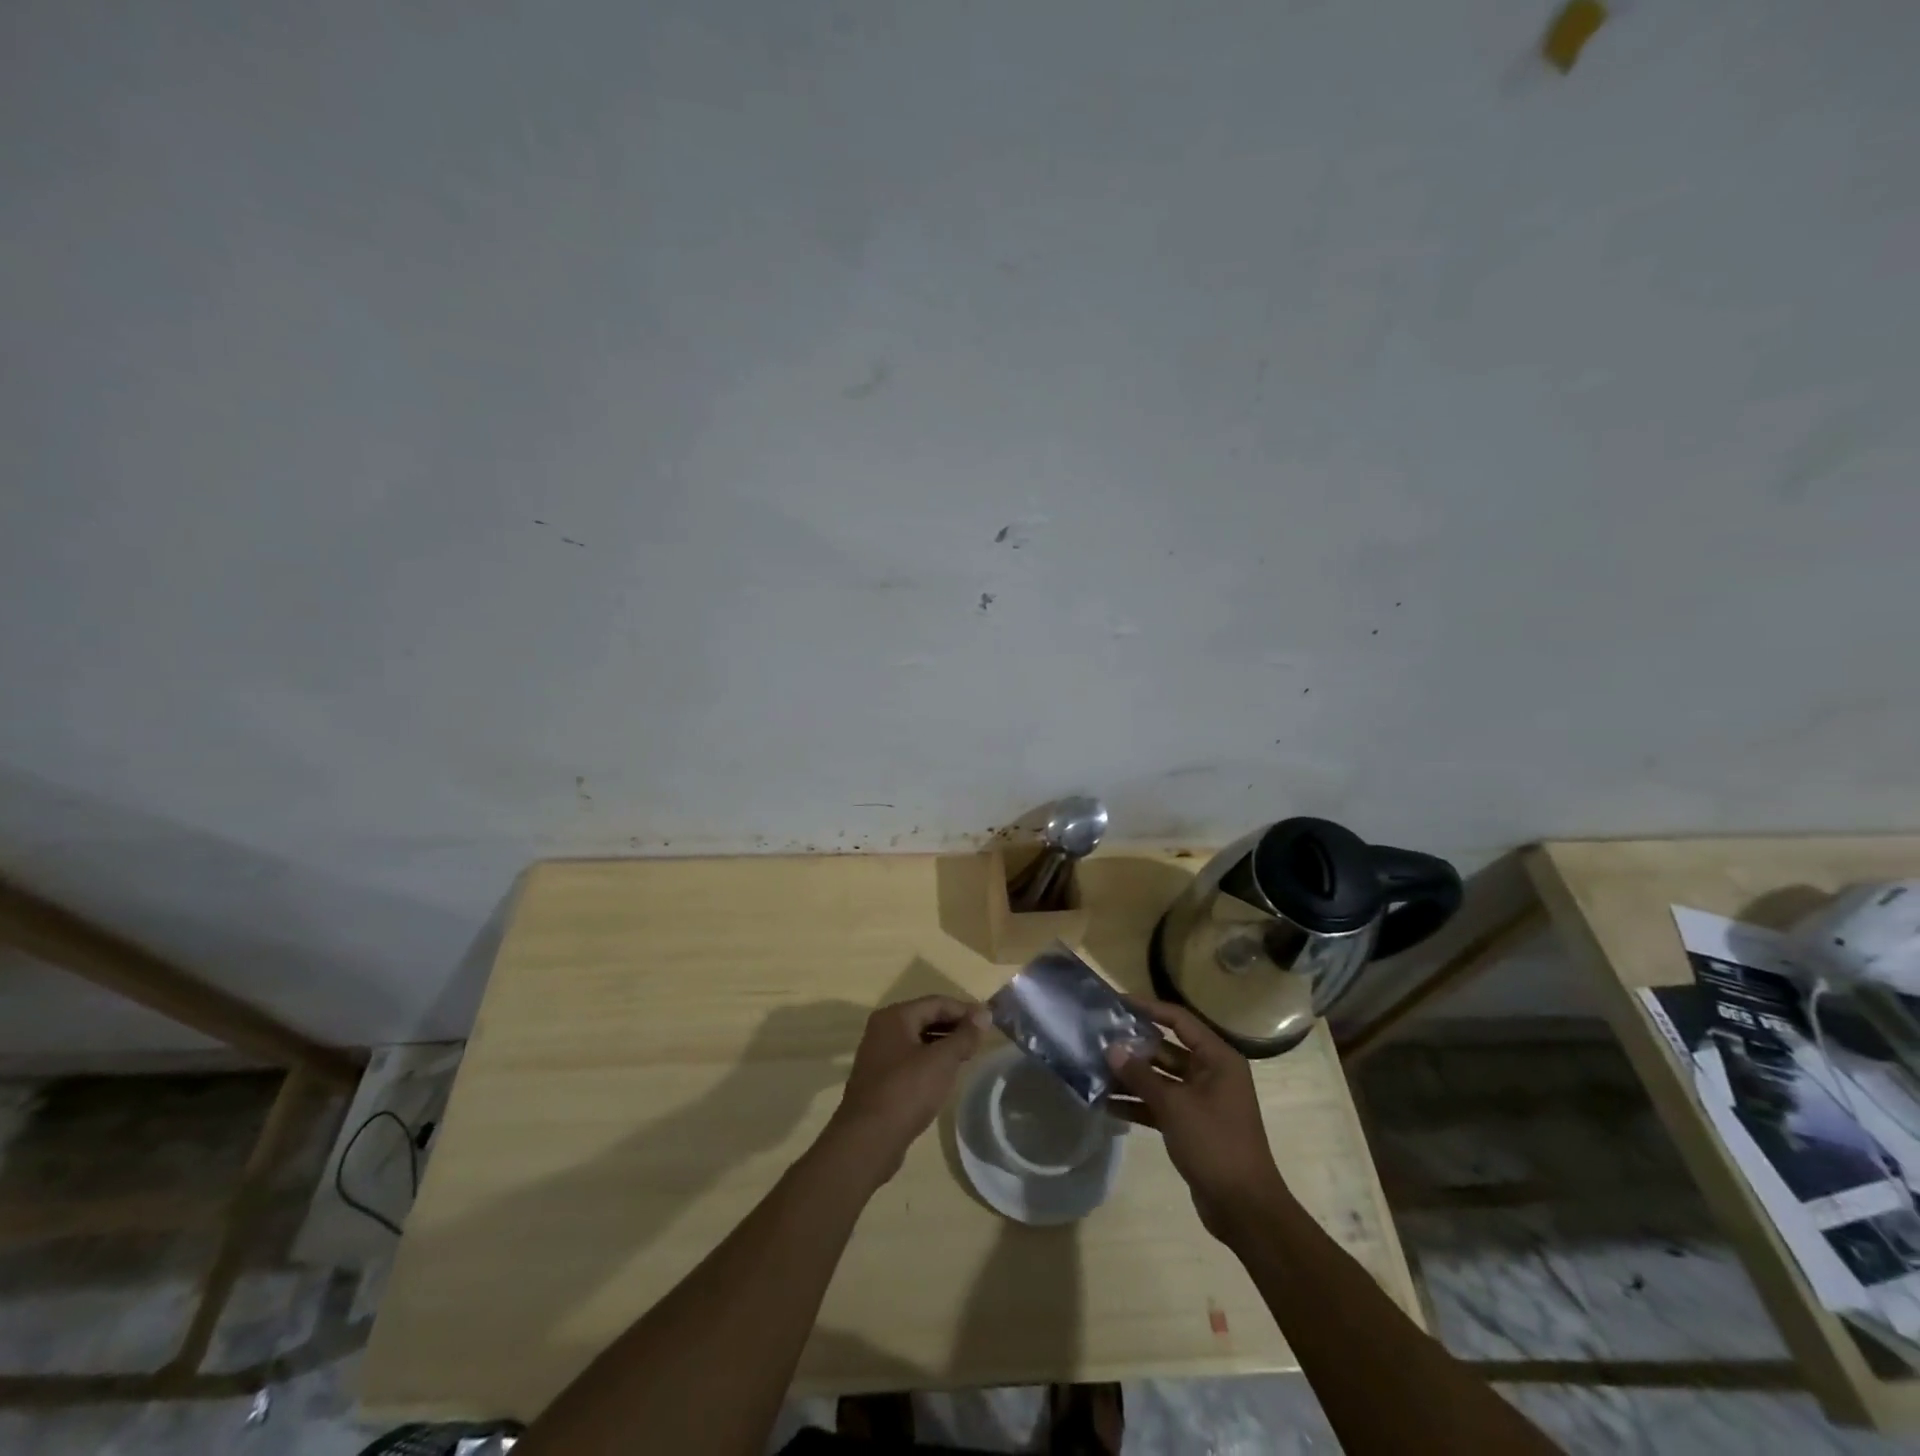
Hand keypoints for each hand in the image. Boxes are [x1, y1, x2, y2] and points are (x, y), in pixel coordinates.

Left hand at [824, 995, 988, 1183]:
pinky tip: (945, 1075)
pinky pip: (910, 1060)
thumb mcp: (942, 1061)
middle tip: (981, 1039)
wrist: (867, 1140)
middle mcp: (883, 1029)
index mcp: (894, 1017)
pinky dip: (930, 1061)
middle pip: (926, 1018)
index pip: (936, 1002)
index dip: (965, 1009)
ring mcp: (878, 1055)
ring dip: (943, 1044)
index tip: (989, 1021)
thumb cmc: (907, 1091)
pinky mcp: (879, 1079)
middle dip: (954, 1026)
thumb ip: (964, 1036)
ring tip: (968, 1055)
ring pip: (918, 1040)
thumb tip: (984, 1014)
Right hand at [1106, 996, 1288, 1240]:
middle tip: (1098, 1039)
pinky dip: (1138, 1104)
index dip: (1148, 1009)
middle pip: (1166, 1049)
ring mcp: (1201, 1100)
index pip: (1179, 1021)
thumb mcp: (1174, 1105)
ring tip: (1095, 1071)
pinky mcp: (1192, 1126)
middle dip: (1133, 1047)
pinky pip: (1161, 1104)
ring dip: (1132, 1077)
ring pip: (1160, 1078)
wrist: (1244, 1209)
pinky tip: (1108, 1105)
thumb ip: (1141, 1076)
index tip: (1116, 1003)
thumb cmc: (1215, 1144)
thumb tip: (1111, 1048)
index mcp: (1217, 1059)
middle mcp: (1211, 1073)